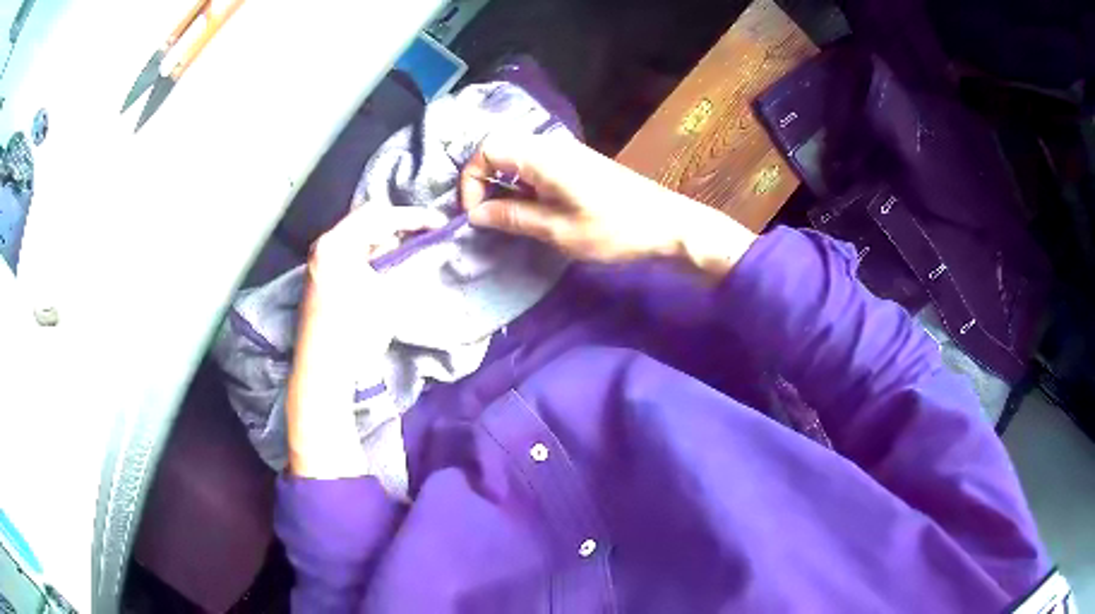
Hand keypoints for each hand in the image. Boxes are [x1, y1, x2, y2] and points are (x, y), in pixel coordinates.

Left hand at [304, 206, 448, 350]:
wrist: (324, 371)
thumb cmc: (355, 331)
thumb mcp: (388, 295)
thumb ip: (404, 263)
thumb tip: (420, 248)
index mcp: (336, 243)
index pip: (380, 214)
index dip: (413, 217)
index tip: (440, 223)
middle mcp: (323, 246)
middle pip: (366, 221)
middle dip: (398, 225)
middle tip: (426, 235)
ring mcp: (319, 262)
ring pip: (359, 238)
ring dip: (385, 241)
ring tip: (411, 252)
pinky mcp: (321, 279)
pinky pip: (351, 254)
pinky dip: (372, 255)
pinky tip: (388, 268)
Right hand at [460, 134, 756, 280]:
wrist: (667, 223)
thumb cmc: (614, 229)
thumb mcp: (559, 231)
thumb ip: (513, 218)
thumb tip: (475, 214)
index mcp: (542, 156)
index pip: (487, 149)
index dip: (471, 180)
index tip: (476, 214)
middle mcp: (551, 146)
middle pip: (499, 149)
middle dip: (483, 181)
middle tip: (487, 216)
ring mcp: (566, 152)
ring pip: (517, 157)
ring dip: (503, 184)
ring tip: (509, 218)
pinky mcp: (577, 163)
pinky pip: (536, 165)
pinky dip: (523, 184)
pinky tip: (534, 210)